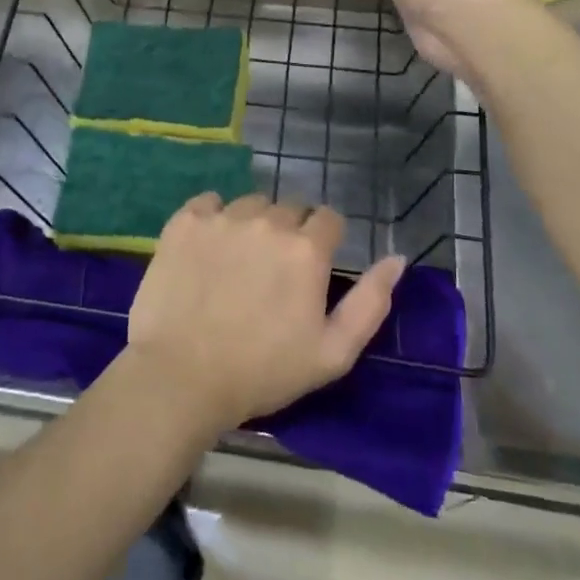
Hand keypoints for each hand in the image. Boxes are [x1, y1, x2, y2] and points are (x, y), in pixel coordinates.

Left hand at [125, 194, 406, 433]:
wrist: (182, 377)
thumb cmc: (263, 372)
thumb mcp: (334, 352)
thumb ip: (371, 302)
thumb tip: (397, 258)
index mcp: (306, 249)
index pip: (328, 218)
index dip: (324, 241)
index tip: (311, 268)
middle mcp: (266, 221)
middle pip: (289, 209)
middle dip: (289, 233)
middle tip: (274, 272)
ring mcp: (222, 218)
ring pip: (249, 204)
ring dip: (252, 224)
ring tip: (239, 262)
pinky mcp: (183, 222)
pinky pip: (208, 203)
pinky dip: (212, 217)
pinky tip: (208, 248)